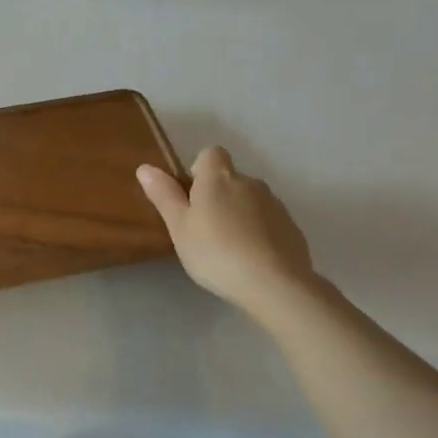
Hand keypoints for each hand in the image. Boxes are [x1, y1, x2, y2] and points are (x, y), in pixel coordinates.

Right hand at [137, 146, 314, 313]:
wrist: (274, 283)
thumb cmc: (215, 252)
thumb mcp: (179, 227)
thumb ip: (164, 195)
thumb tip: (145, 167)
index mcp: (219, 178)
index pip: (211, 154)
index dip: (199, 170)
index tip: (191, 197)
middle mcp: (250, 183)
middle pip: (230, 179)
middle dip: (218, 197)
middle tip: (203, 230)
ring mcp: (275, 205)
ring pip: (251, 201)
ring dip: (239, 215)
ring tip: (228, 249)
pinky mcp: (292, 228)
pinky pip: (269, 222)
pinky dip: (259, 233)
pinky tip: (252, 260)